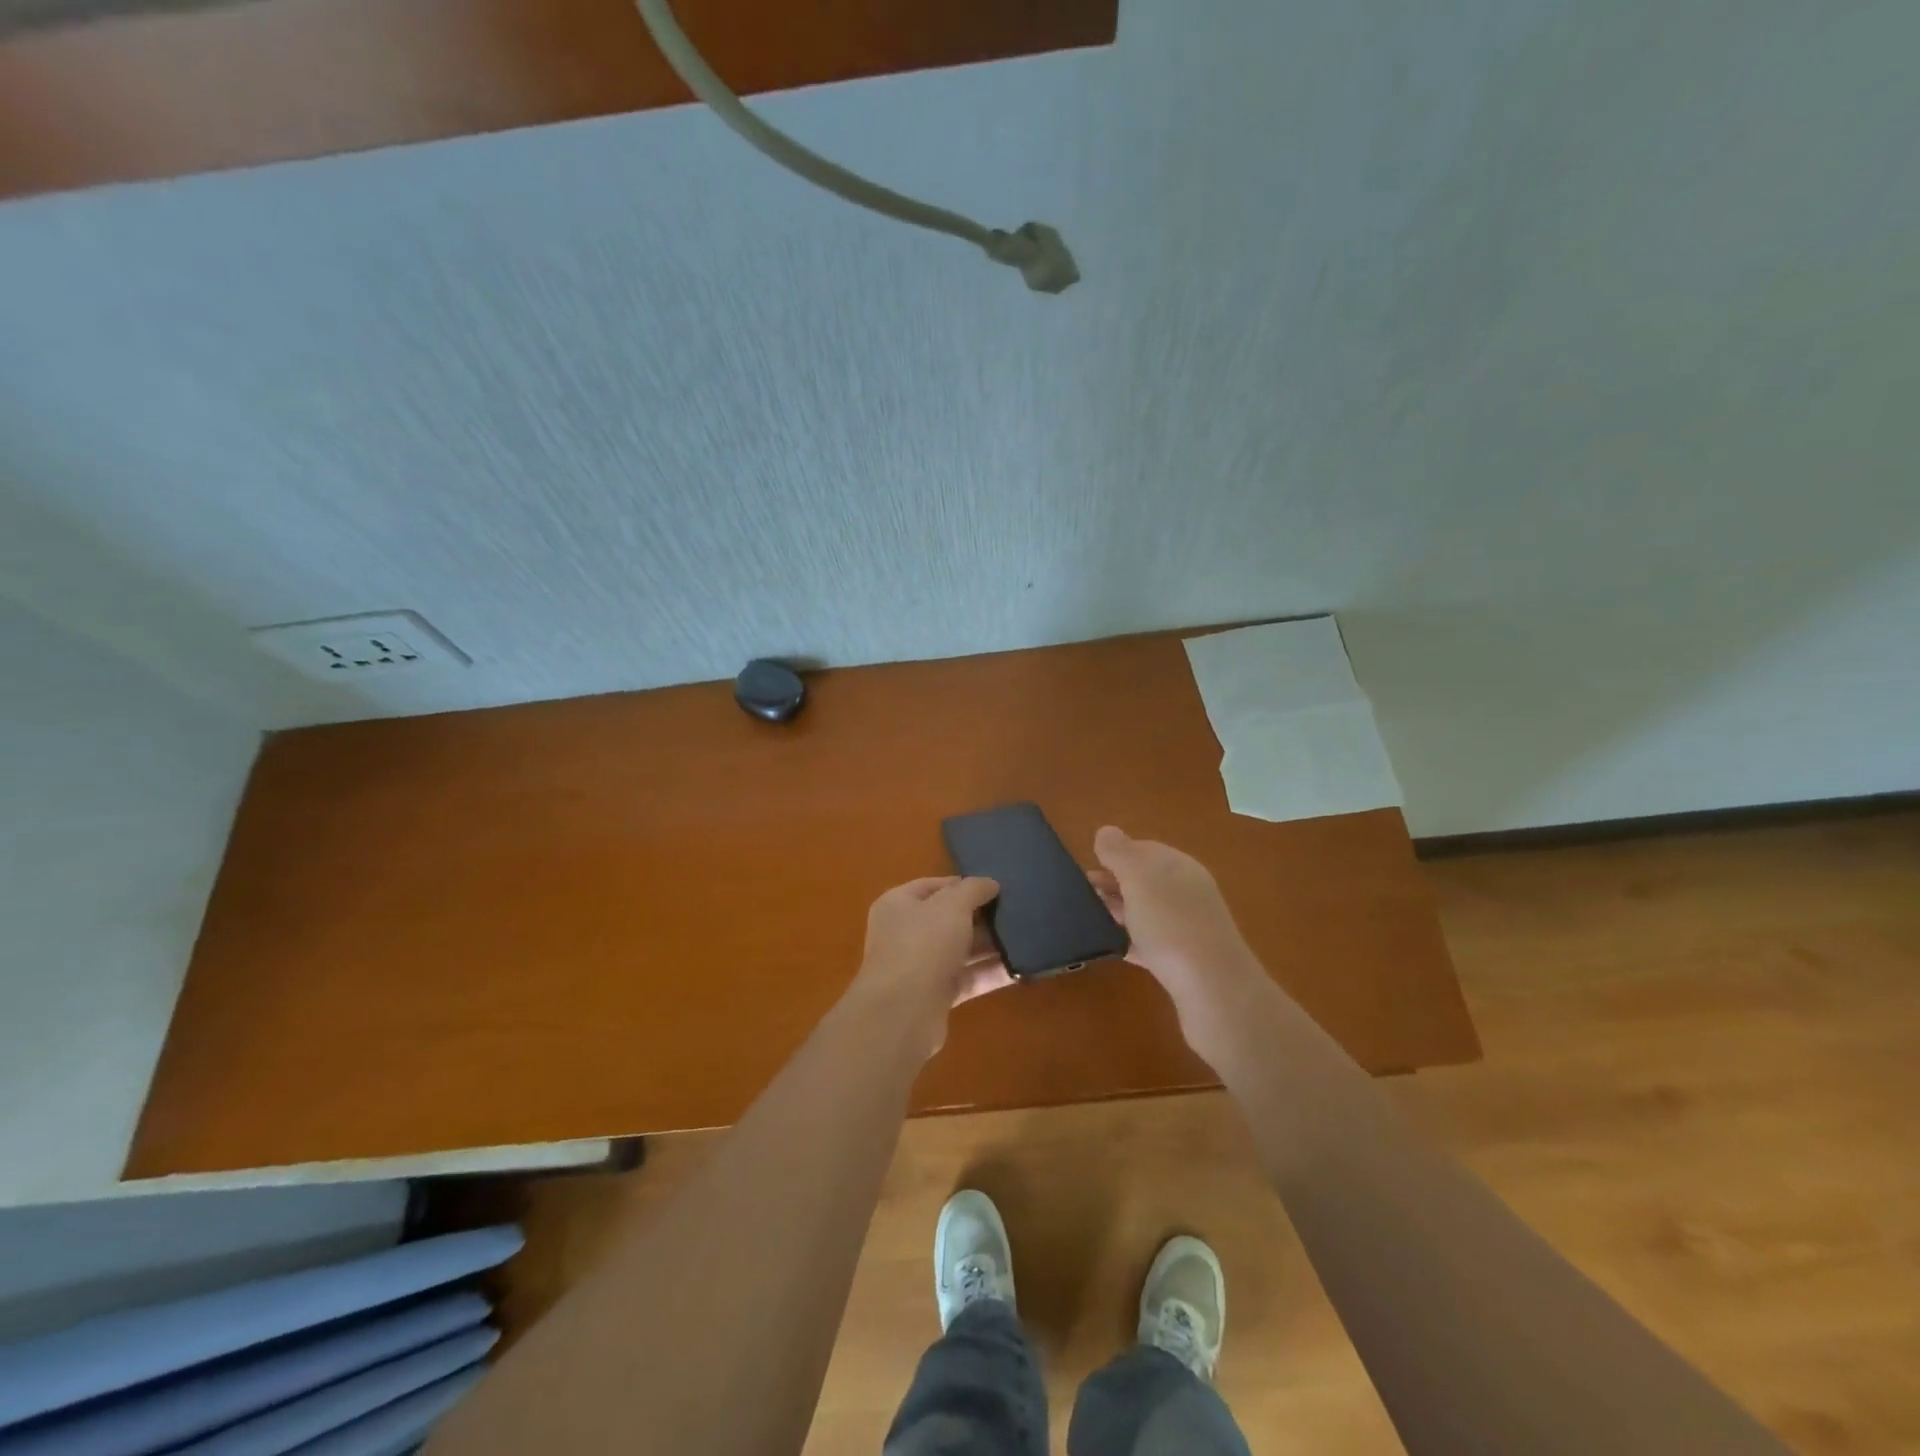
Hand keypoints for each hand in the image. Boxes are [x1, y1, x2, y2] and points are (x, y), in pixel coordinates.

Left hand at [847, 876, 1010, 1054]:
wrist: (902, 1013)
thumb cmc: (923, 944)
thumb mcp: (952, 906)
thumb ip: (973, 890)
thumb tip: (990, 883)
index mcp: (899, 904)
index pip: (934, 886)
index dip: (963, 884)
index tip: (996, 887)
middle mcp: (905, 933)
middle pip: (948, 919)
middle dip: (981, 916)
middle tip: (1016, 912)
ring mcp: (919, 966)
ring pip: (960, 950)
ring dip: (989, 946)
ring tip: (1025, 938)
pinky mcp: (935, 996)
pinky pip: (967, 978)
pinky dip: (989, 973)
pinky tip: (1020, 968)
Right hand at [1088, 826, 1269, 1054]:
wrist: (1213, 990)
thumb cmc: (1172, 925)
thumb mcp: (1139, 878)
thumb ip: (1120, 852)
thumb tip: (1106, 831)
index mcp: (1179, 867)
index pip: (1144, 849)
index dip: (1115, 854)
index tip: (1086, 866)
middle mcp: (1187, 892)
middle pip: (1145, 880)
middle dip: (1113, 883)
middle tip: (1080, 894)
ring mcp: (1188, 928)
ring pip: (1146, 912)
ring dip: (1119, 911)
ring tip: (1088, 917)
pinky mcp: (1183, 962)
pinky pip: (1150, 943)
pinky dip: (1129, 941)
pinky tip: (1110, 947)